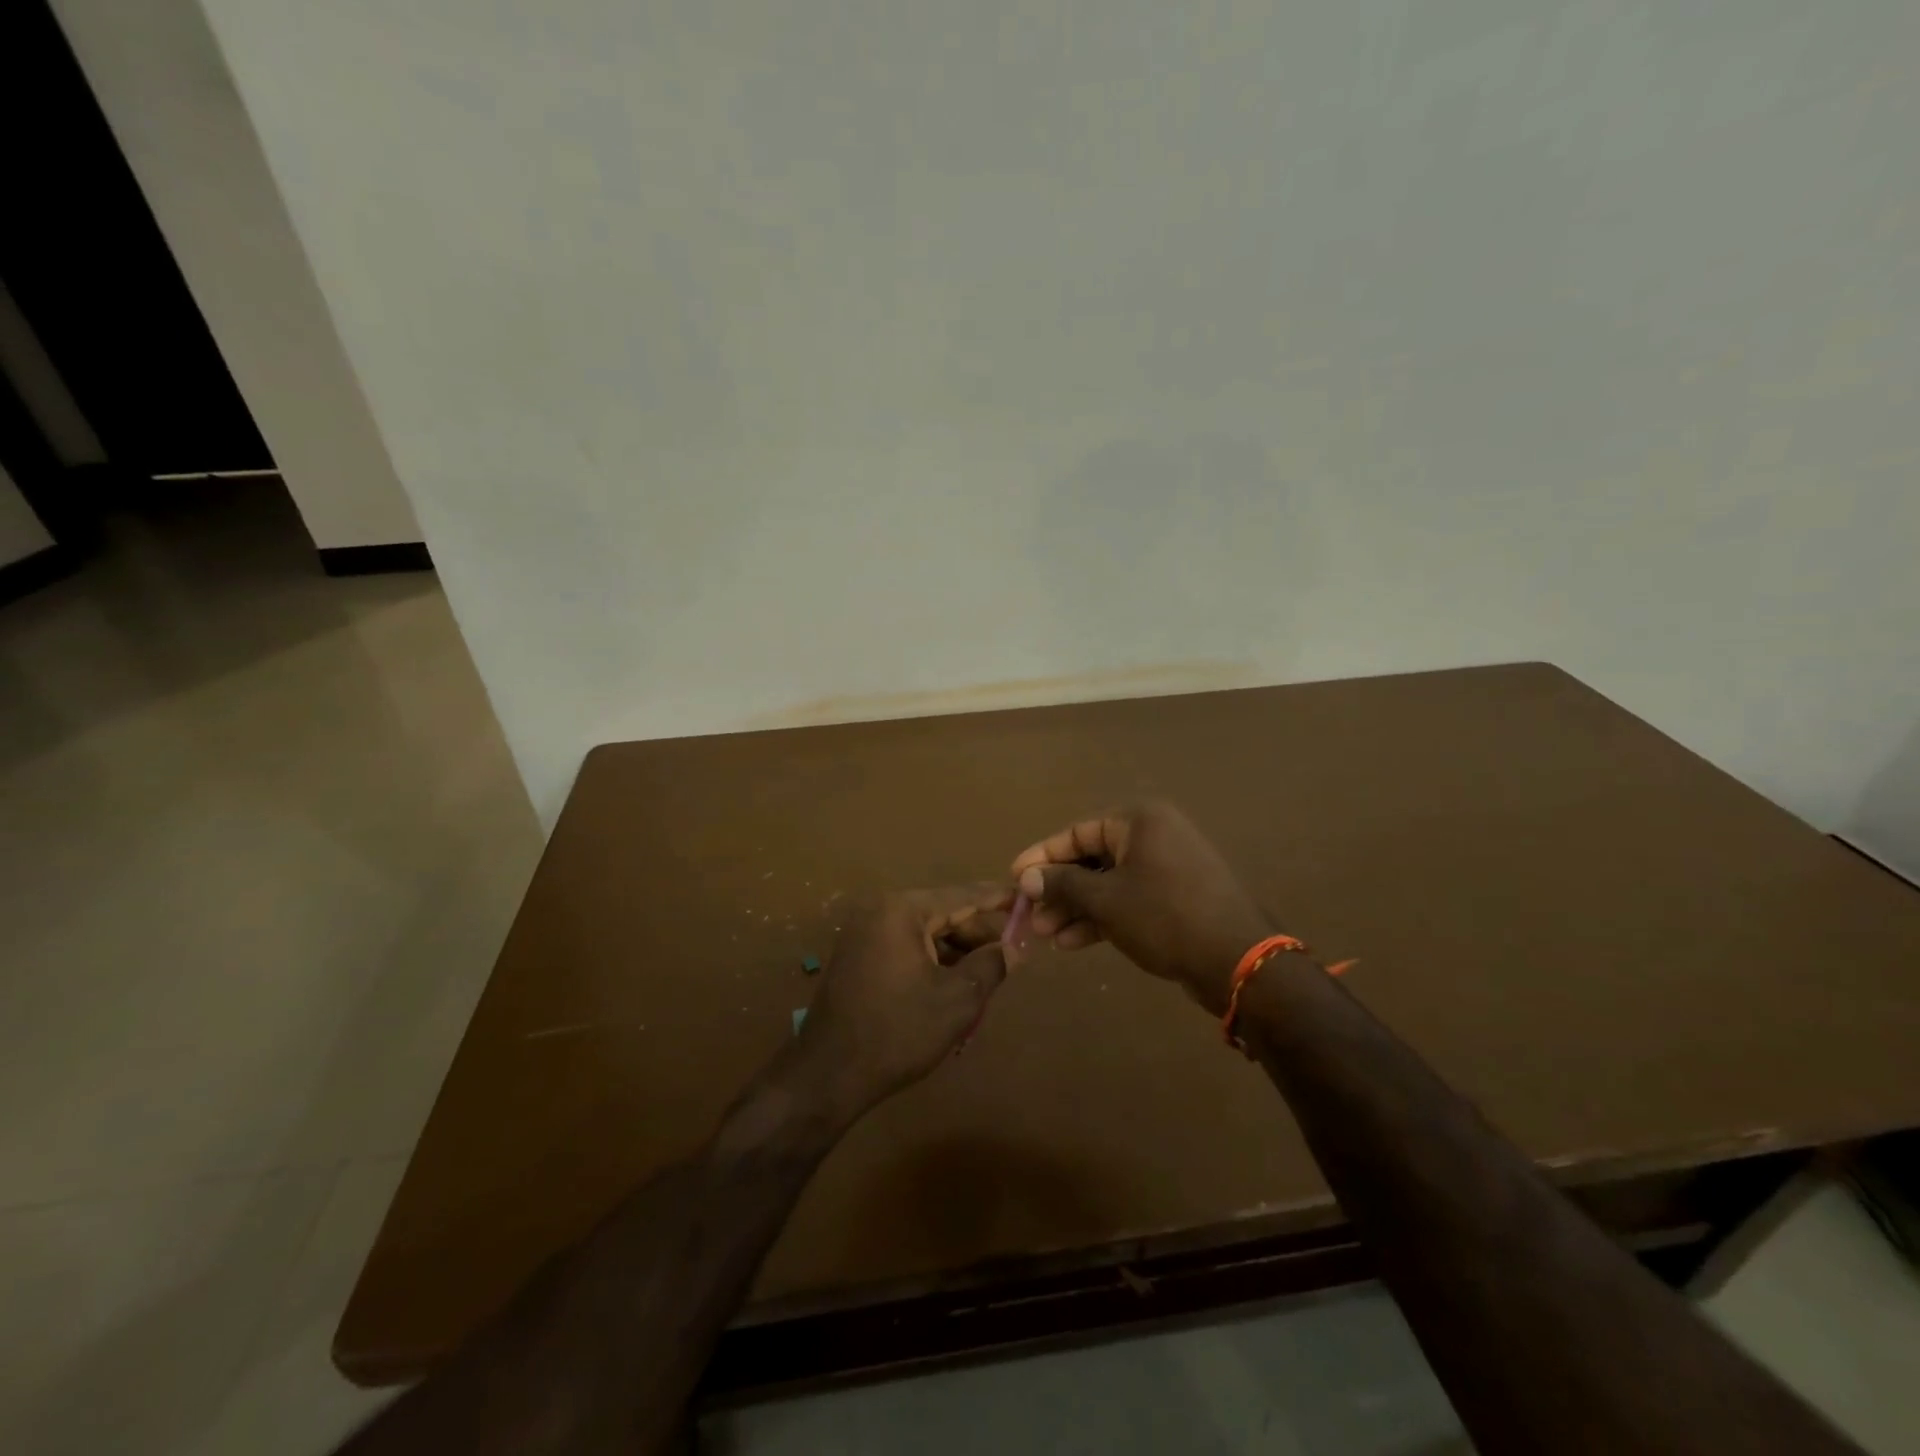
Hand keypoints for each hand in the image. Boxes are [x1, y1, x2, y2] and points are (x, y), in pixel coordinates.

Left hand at [782, 886, 1009, 1124]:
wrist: (827, 1075)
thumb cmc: (897, 1031)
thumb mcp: (956, 1000)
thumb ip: (990, 965)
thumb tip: (1014, 947)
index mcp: (902, 910)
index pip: (962, 896)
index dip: (997, 899)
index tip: (1026, 899)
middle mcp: (880, 912)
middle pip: (942, 914)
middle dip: (977, 935)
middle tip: (1013, 952)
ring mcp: (864, 934)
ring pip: (924, 934)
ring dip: (956, 953)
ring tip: (987, 976)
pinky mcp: (857, 958)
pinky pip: (905, 949)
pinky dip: (932, 962)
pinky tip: (953, 987)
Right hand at [1011, 802, 1271, 1014]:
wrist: (1237, 961)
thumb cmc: (1164, 917)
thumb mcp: (1106, 901)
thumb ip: (1063, 885)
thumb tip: (1027, 879)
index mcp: (1139, 821)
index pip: (1077, 833)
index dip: (1042, 856)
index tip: (1015, 878)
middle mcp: (1153, 835)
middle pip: (1092, 859)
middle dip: (1059, 890)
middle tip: (1030, 917)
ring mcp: (1167, 867)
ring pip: (1109, 883)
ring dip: (1077, 908)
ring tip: (1047, 935)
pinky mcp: (1176, 897)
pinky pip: (1128, 899)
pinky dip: (1102, 917)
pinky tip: (1073, 942)